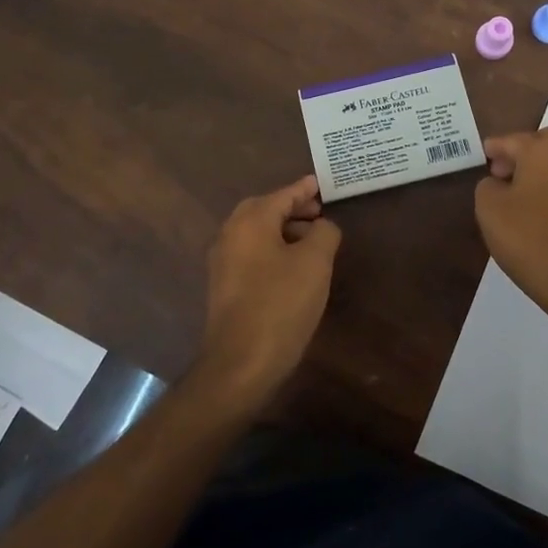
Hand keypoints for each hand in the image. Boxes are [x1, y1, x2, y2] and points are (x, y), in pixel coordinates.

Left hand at [195, 176, 341, 406]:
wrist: (240, 363)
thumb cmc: (280, 304)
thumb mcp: (314, 263)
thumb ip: (324, 233)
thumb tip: (322, 226)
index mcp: (250, 221)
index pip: (282, 195)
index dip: (304, 189)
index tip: (320, 183)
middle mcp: (231, 235)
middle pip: (264, 210)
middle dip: (291, 208)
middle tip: (318, 212)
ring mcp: (223, 262)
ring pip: (256, 233)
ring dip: (283, 230)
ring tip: (312, 241)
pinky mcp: (225, 287)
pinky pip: (252, 254)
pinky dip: (273, 249)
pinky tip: (293, 268)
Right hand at [476, 129, 547, 342]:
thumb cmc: (530, 238)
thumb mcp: (490, 209)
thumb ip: (487, 186)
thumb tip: (499, 183)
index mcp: (543, 150)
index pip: (511, 140)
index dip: (493, 148)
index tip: (482, 157)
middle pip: (541, 143)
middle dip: (519, 153)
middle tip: (500, 174)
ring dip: (536, 171)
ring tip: (514, 197)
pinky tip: (535, 212)